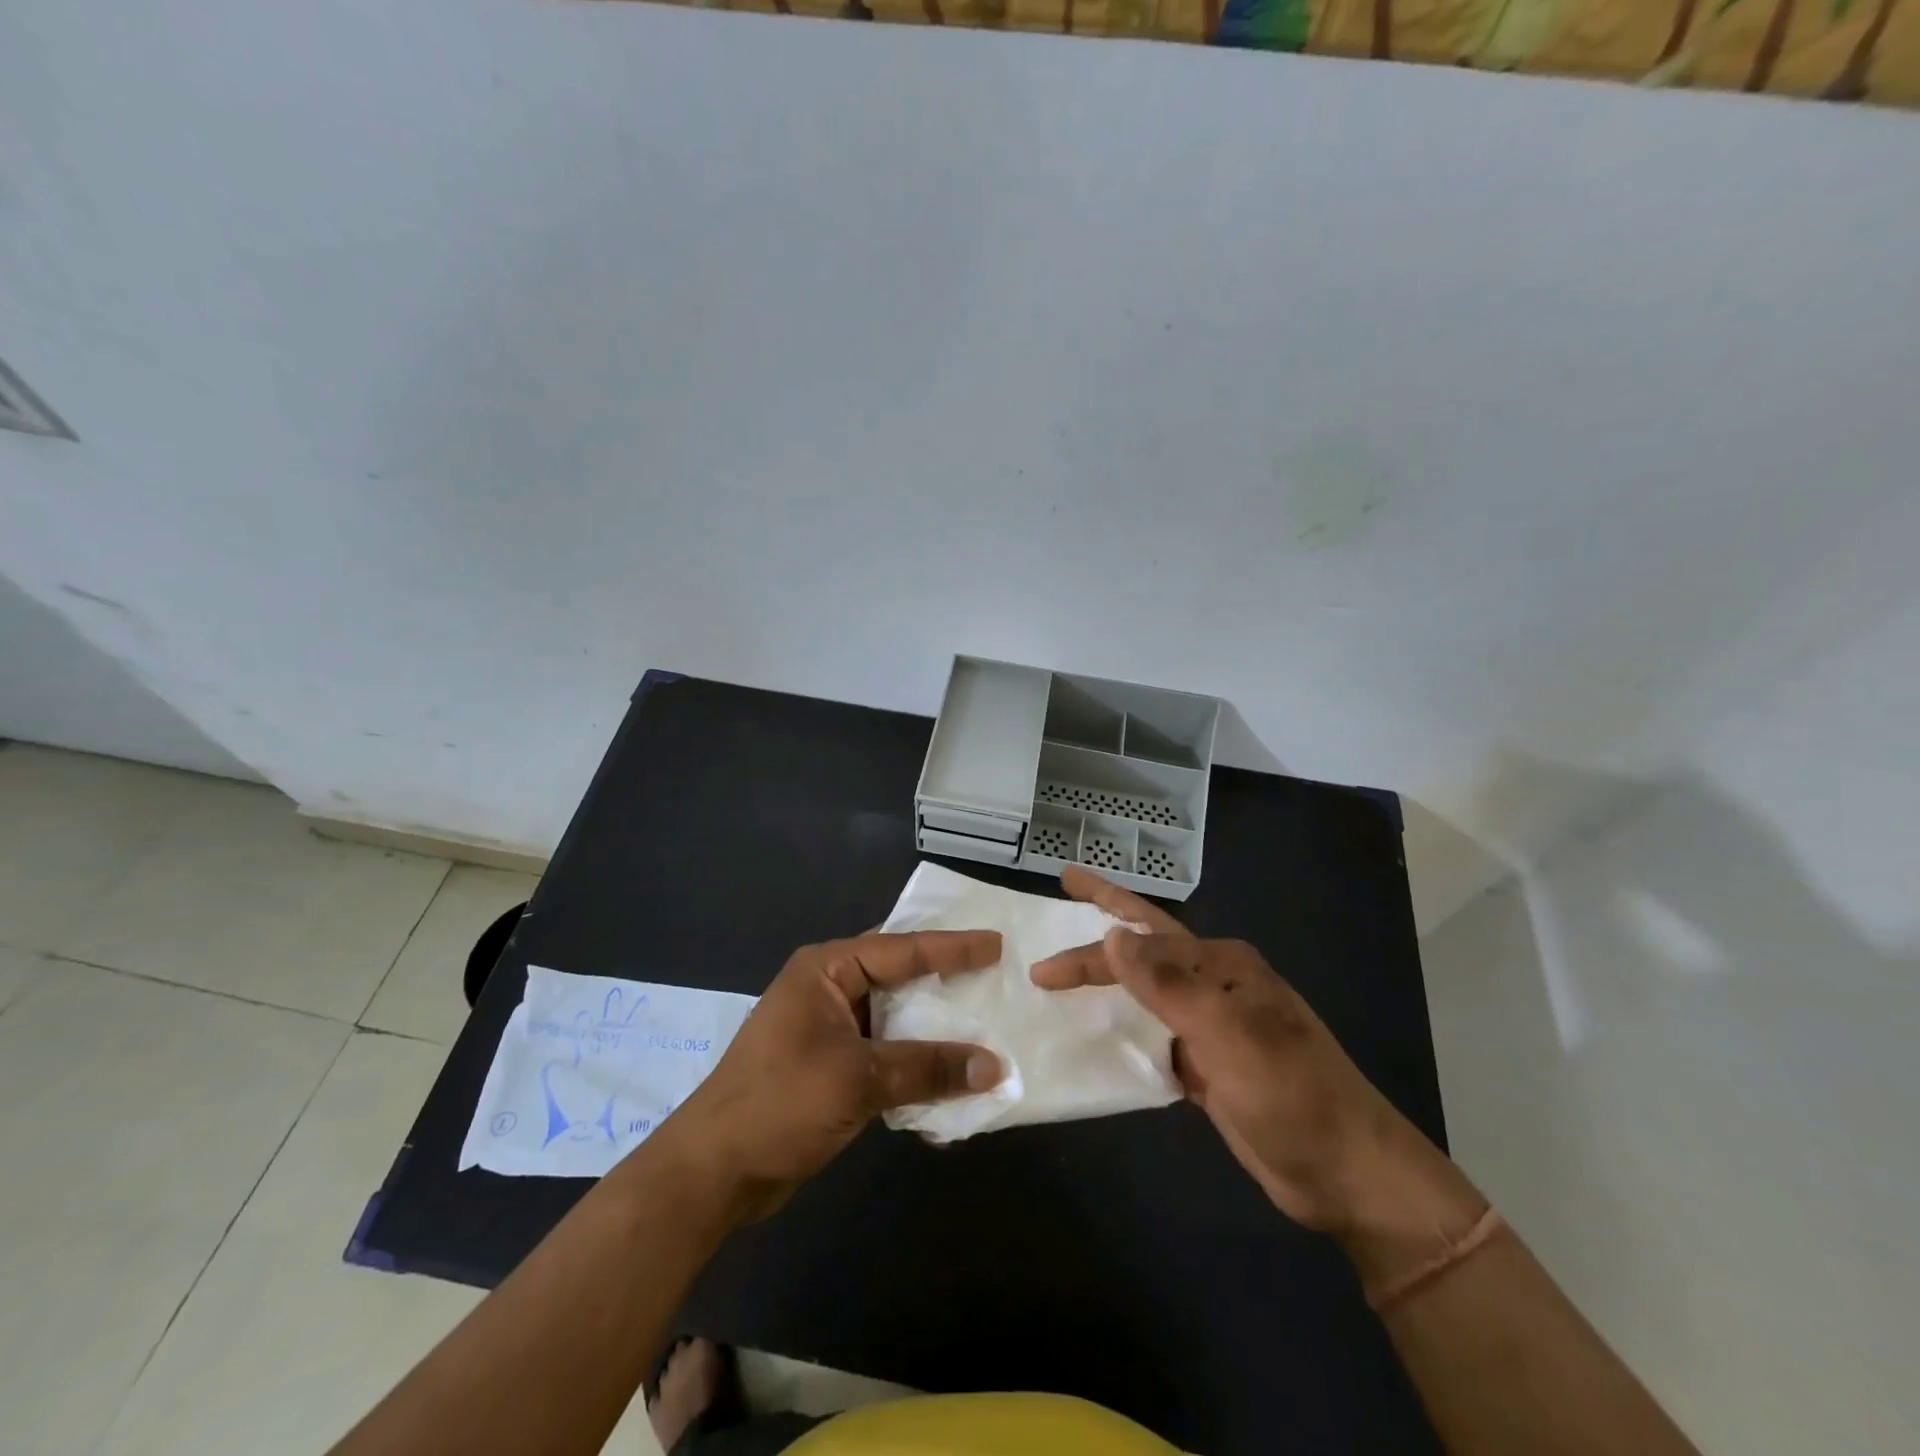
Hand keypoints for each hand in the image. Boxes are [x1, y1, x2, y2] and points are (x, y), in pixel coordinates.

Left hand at [660, 930, 1004, 1220]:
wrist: (714, 1174)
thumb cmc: (780, 1103)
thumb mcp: (858, 1078)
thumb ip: (927, 1067)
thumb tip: (995, 1066)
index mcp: (826, 970)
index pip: (901, 948)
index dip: (952, 947)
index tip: (997, 944)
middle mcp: (829, 990)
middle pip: (900, 978)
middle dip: (946, 983)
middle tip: (997, 977)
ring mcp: (830, 1030)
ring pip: (897, 1019)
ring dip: (935, 1030)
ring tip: (986, 1026)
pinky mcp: (833, 1068)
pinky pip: (887, 1054)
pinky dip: (916, 1065)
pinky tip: (951, 1080)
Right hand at [1031, 868, 1469, 1239]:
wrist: (1348, 1175)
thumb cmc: (1292, 1097)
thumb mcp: (1230, 1037)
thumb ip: (1169, 986)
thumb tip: (1114, 935)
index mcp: (1222, 965)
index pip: (1142, 944)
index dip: (1090, 954)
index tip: (1042, 970)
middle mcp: (1214, 984)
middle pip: (1147, 941)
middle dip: (1107, 910)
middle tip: (1068, 881)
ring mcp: (1211, 1024)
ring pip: (1146, 986)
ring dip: (1109, 971)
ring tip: (1072, 953)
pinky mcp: (1206, 1064)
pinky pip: (1152, 1032)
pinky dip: (1122, 1025)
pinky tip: (1098, 1025)